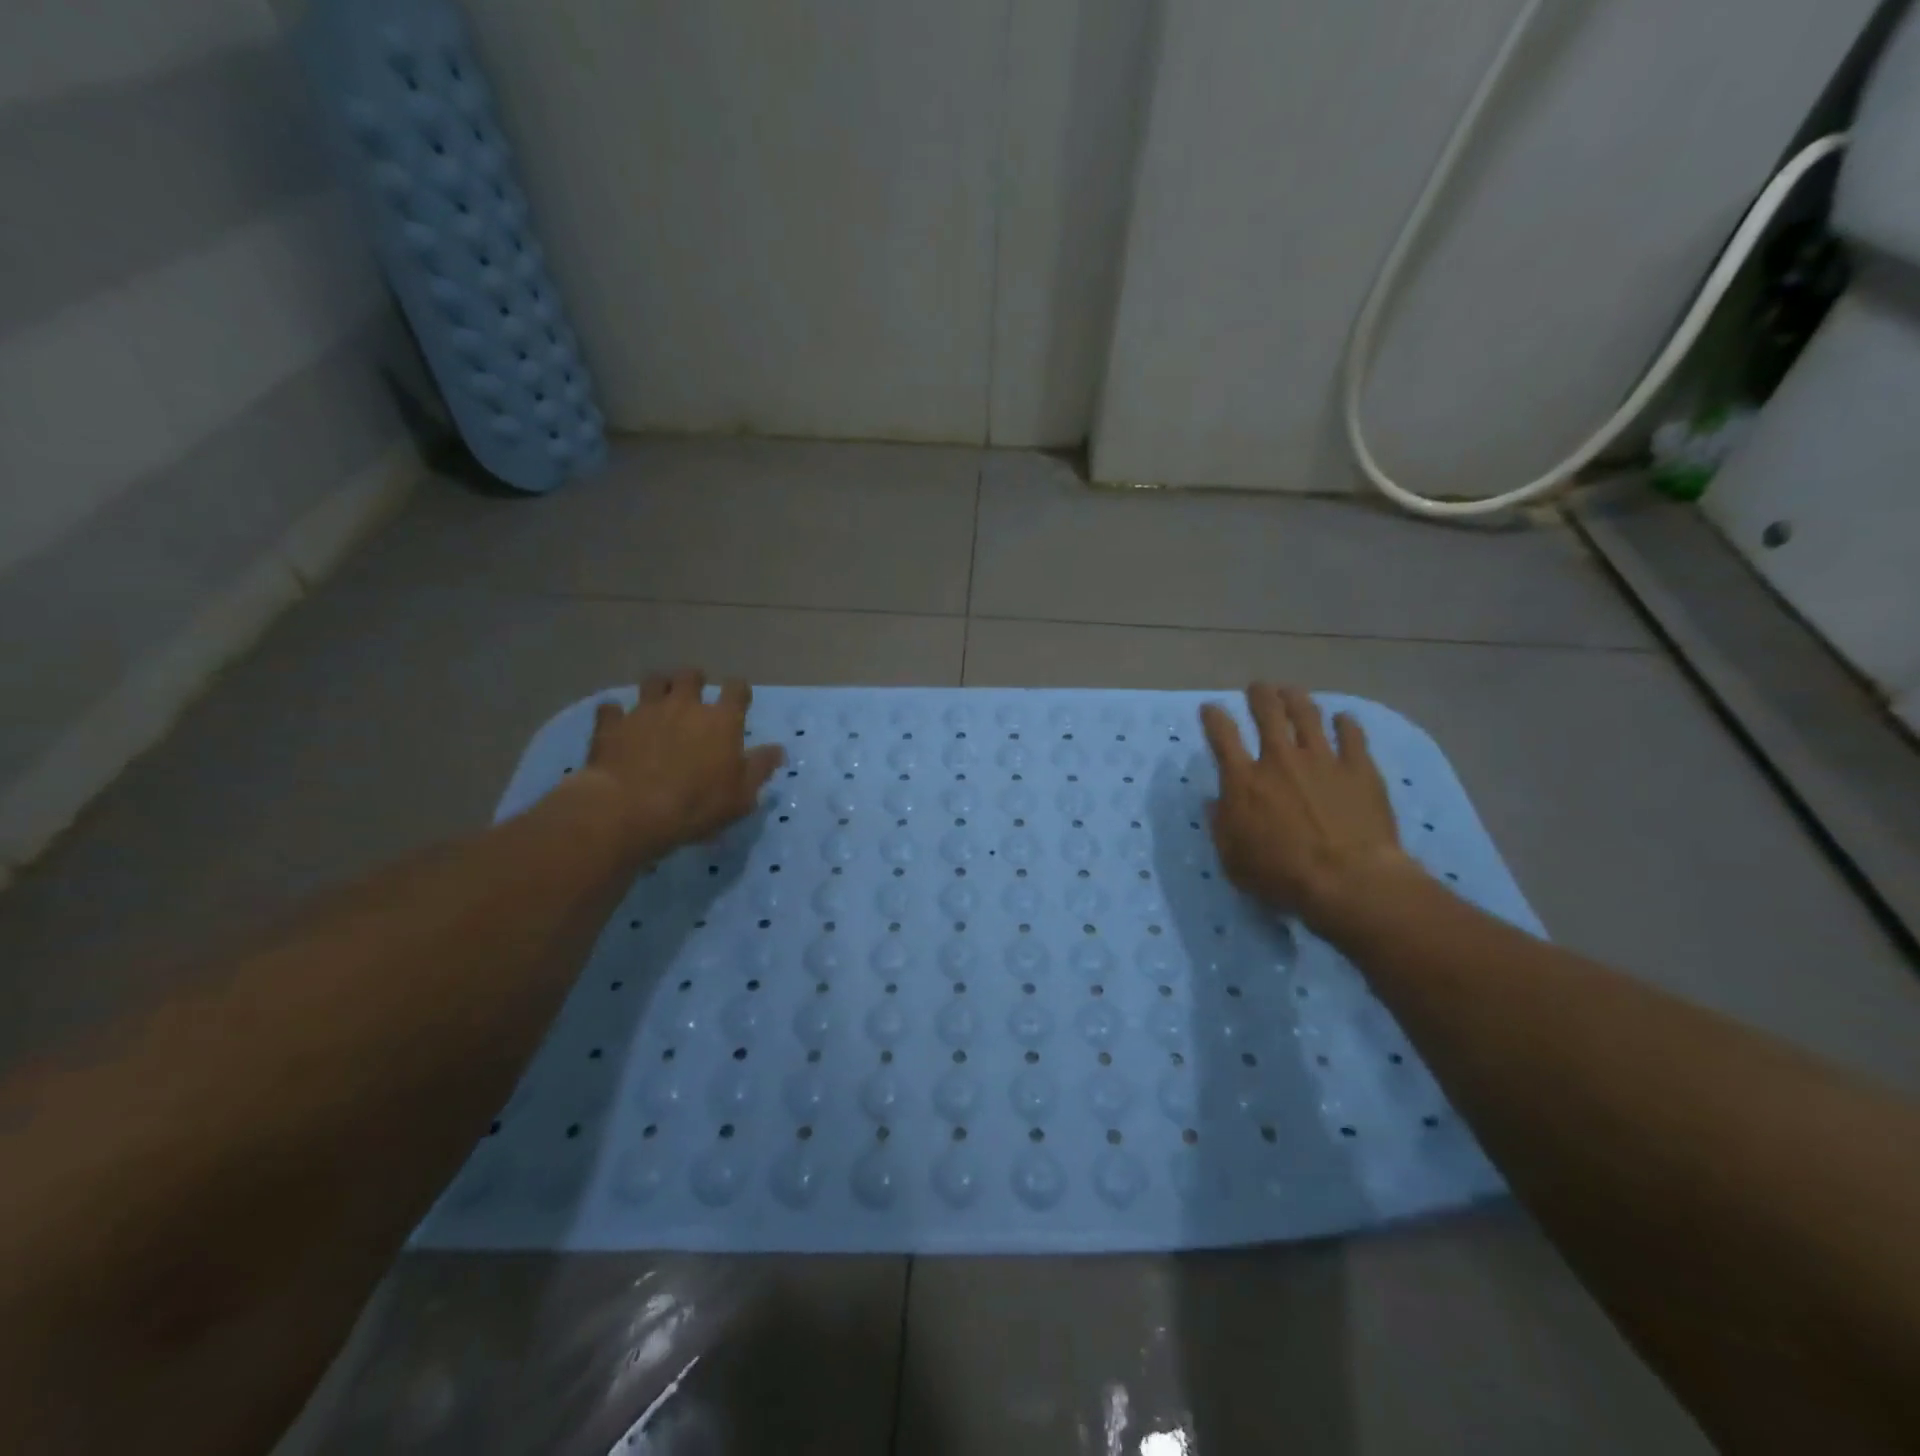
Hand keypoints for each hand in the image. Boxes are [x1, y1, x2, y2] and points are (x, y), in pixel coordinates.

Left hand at [578, 669, 784, 861]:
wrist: (630, 809)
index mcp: (721, 720)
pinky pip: (611, 709)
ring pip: (653, 682)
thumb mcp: (741, 796)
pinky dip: (615, 714)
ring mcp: (645, 711)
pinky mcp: (612, 725)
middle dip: (694, 681)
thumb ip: (760, 769)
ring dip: (658, 688)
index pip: (736, 690)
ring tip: (658, 701)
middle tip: (694, 696)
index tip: (738, 699)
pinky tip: (617, 723)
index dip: (738, 691)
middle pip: (690, 676)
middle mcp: (684, 705)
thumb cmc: (696, 804)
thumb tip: (778, 750)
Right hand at [1200, 684, 1421, 934]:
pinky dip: (1346, 724)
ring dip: (1296, 700)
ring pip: (1307, 716)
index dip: (1214, 717)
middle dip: (1260, 696)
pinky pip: (1352, 736)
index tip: (1210, 708)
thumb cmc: (1282, 875)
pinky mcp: (1359, 769)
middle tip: (1258, 687)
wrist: (1349, 880)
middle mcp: (1280, 760)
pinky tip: (1343, 718)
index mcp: (1244, 781)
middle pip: (1268, 714)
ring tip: (1291, 691)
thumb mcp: (1233, 858)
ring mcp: (1323, 760)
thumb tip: (1214, 801)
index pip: (1222, 736)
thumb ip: (1221, 825)